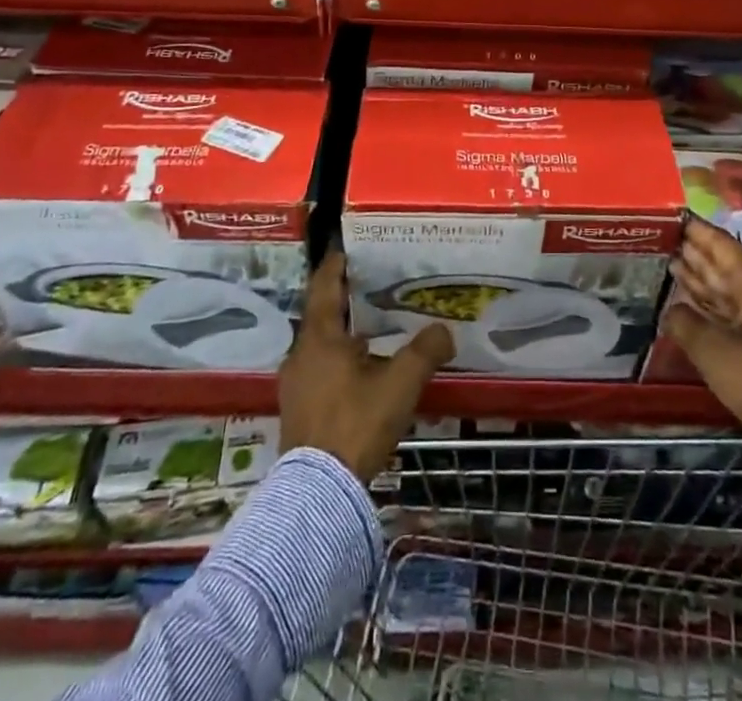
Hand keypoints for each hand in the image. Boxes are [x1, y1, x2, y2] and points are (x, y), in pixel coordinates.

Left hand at [279, 252, 454, 480]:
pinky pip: (320, 367)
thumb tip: (445, 330)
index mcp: (319, 337)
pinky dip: (340, 357)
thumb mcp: (399, 383)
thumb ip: (425, 351)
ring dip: (344, 330)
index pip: (324, 285)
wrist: (318, 493)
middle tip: (376, 283)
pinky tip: (364, 367)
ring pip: (321, 343)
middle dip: (347, 297)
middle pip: (322, 313)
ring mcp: (296, 383)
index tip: (352, 248)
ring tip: (375, 325)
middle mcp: (301, 353)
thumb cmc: (356, 423)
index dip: (337, 264)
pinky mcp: (299, 409)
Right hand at [663, 218, 741, 442]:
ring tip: (671, 261)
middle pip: (724, 264)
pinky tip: (690, 301)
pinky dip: (709, 304)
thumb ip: (685, 324)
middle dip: (696, 251)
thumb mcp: (714, 351)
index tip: (674, 215)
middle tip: (665, 236)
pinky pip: (730, 311)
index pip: (721, 245)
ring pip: (726, 288)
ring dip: (700, 277)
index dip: (697, 230)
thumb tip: (671, 310)